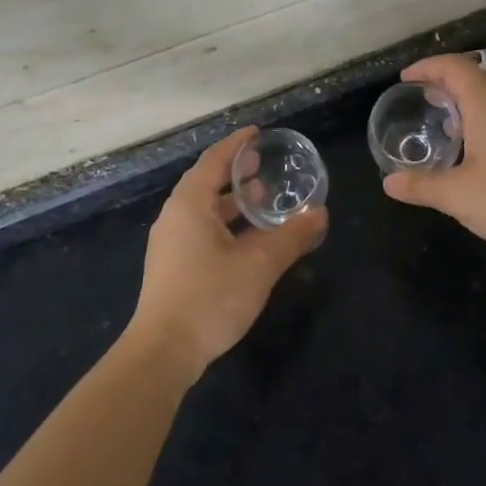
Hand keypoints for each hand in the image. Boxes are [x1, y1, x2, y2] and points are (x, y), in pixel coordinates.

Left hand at [130, 127, 328, 381]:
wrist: (164, 351)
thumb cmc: (210, 298)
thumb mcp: (259, 265)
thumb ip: (292, 237)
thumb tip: (321, 214)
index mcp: (190, 205)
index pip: (213, 161)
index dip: (236, 145)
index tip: (257, 133)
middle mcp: (175, 217)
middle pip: (205, 182)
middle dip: (234, 170)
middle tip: (263, 163)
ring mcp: (170, 243)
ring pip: (202, 208)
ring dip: (230, 199)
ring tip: (260, 197)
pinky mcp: (172, 266)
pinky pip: (200, 228)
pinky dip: (224, 221)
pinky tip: (245, 237)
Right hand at [382, 54, 485, 253]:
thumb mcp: (457, 196)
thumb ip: (421, 186)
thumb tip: (389, 183)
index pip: (453, 66)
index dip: (426, 67)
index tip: (405, 79)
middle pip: (475, 77)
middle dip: (446, 84)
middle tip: (423, 101)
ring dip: (469, 102)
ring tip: (447, 124)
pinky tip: (480, 148)